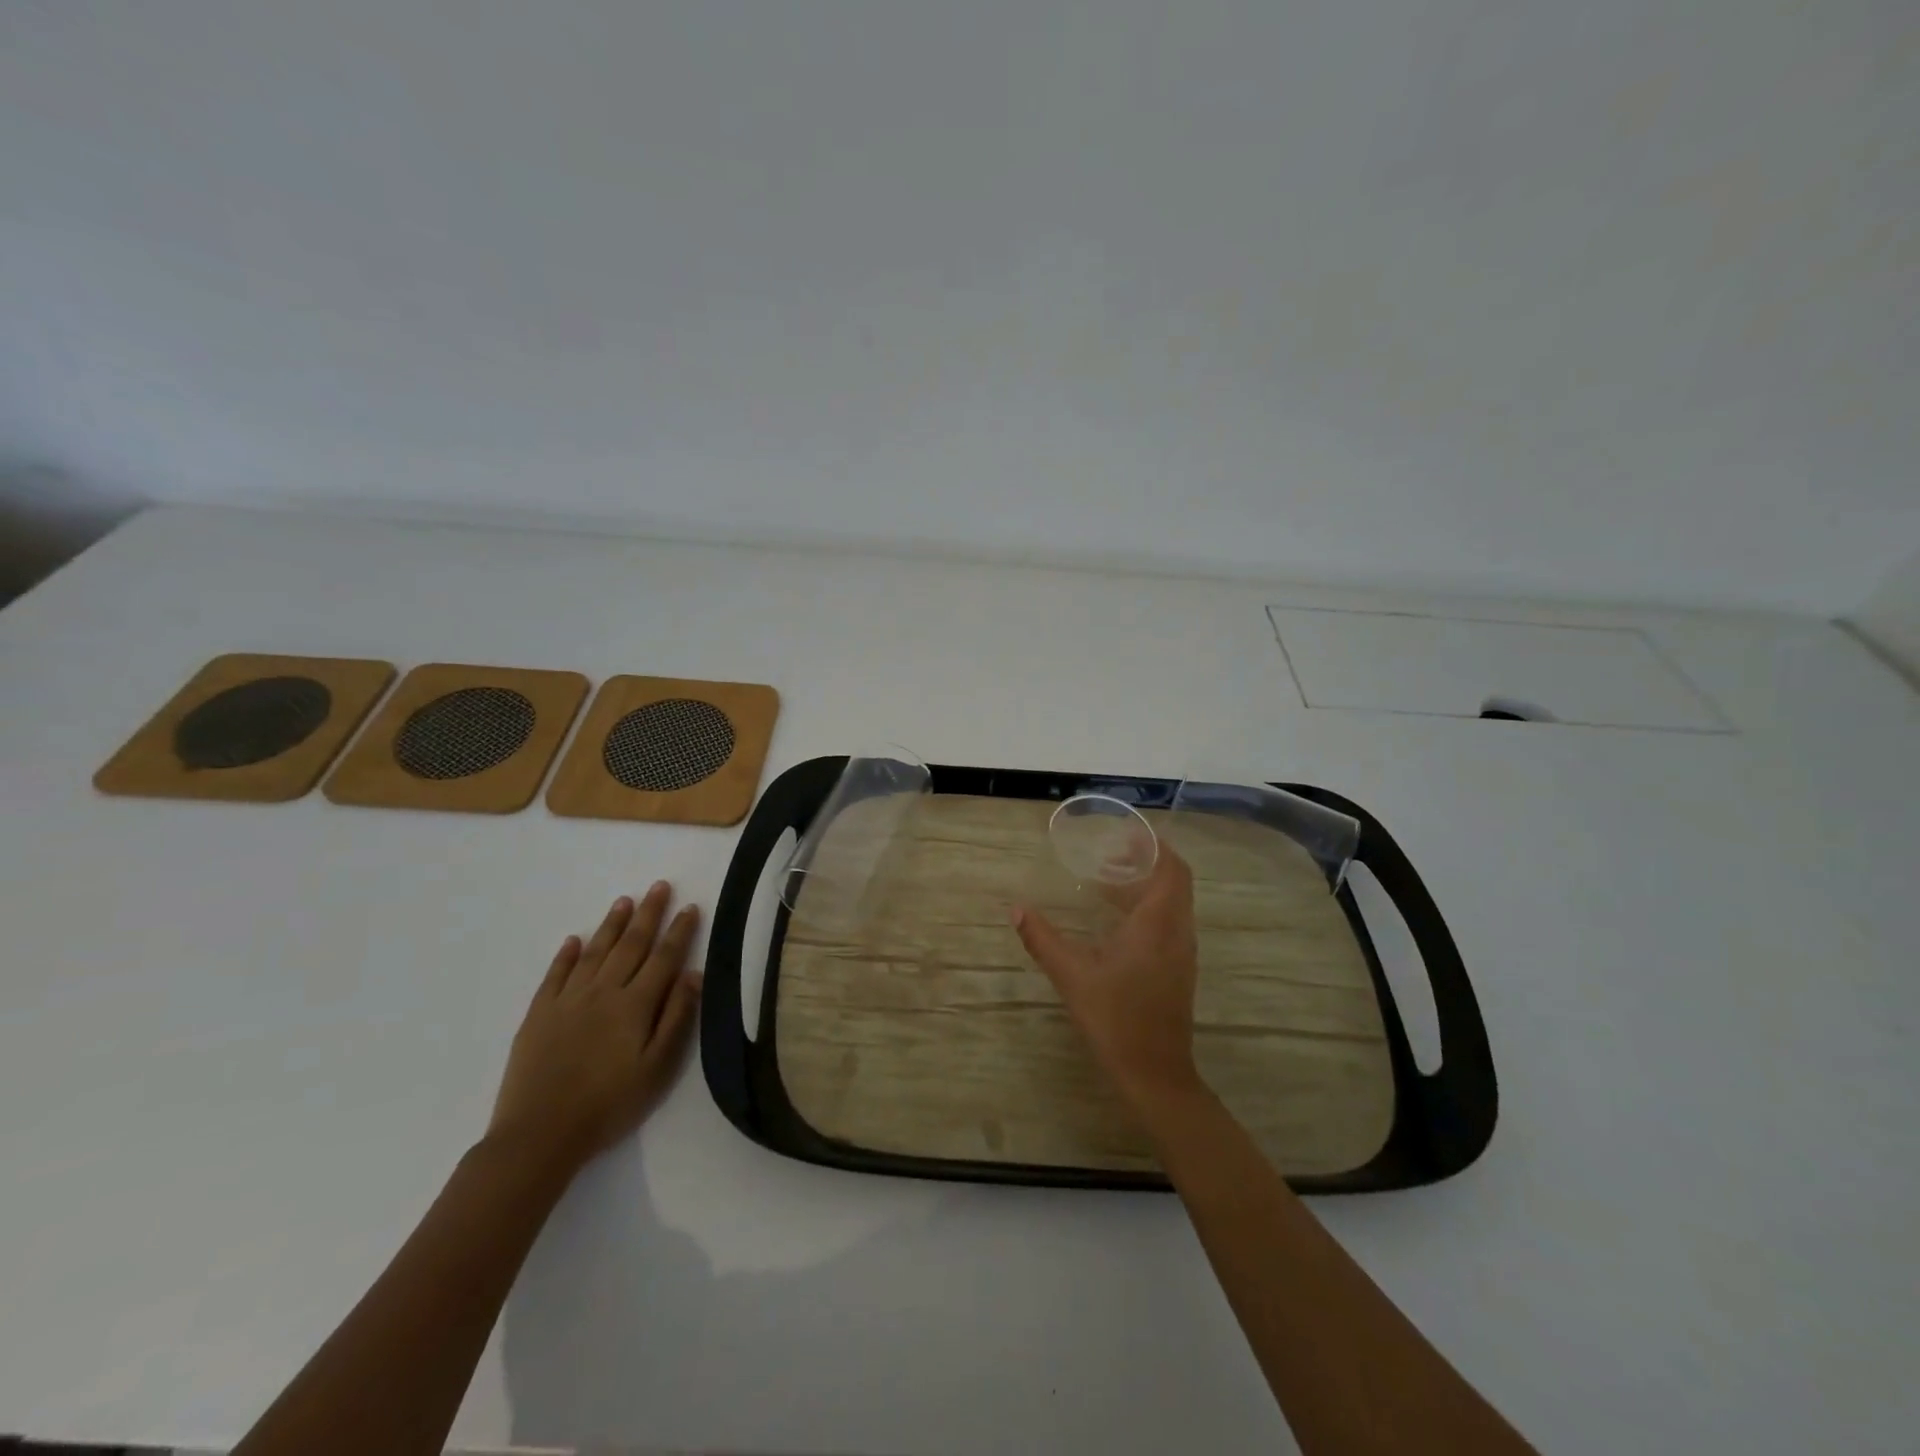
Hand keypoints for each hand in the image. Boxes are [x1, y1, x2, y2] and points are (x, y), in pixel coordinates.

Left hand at [487, 882, 702, 1172]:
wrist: (540, 1135)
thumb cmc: (609, 1105)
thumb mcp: (657, 1068)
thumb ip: (676, 1018)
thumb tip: (693, 974)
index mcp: (635, 1005)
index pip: (664, 957)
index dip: (679, 931)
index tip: (691, 907)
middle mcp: (603, 992)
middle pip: (631, 944)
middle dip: (648, 913)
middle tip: (659, 886)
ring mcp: (568, 1000)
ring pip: (595, 952)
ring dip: (611, 924)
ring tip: (624, 901)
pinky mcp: (538, 1015)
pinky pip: (555, 975)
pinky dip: (566, 955)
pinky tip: (574, 940)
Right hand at [1012, 847, 1202, 1111]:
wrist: (1155, 1074)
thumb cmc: (1115, 1019)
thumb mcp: (1072, 976)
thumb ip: (1042, 939)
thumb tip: (1015, 909)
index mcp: (1157, 923)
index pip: (1171, 868)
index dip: (1153, 846)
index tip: (1124, 834)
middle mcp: (1177, 931)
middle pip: (1174, 880)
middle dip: (1146, 860)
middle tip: (1109, 854)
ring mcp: (1181, 952)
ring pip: (1173, 902)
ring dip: (1146, 885)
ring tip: (1106, 881)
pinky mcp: (1178, 969)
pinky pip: (1169, 922)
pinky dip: (1147, 907)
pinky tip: (1114, 921)